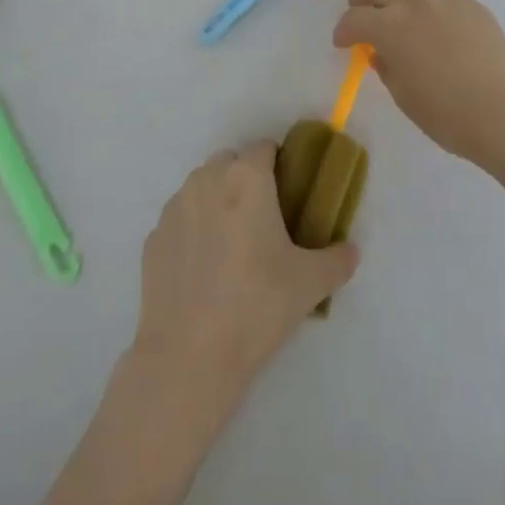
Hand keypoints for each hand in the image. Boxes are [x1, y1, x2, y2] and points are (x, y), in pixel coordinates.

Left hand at [129, 142, 359, 422]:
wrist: (188, 356)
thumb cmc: (256, 306)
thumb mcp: (310, 284)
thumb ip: (338, 261)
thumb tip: (352, 252)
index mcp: (246, 178)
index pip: (264, 148)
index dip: (278, 164)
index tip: (288, 193)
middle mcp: (207, 179)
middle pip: (230, 163)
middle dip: (245, 179)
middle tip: (262, 220)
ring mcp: (174, 207)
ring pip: (200, 187)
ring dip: (216, 200)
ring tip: (231, 245)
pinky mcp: (153, 238)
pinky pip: (179, 220)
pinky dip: (191, 231)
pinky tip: (202, 269)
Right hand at [333, 0, 504, 164]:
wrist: (503, 113)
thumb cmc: (447, 115)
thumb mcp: (404, 96)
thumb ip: (386, 67)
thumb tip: (380, 53)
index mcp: (390, 27)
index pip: (355, 19)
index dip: (343, 30)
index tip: (342, 42)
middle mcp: (413, 2)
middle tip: (357, 12)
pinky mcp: (468, 1)